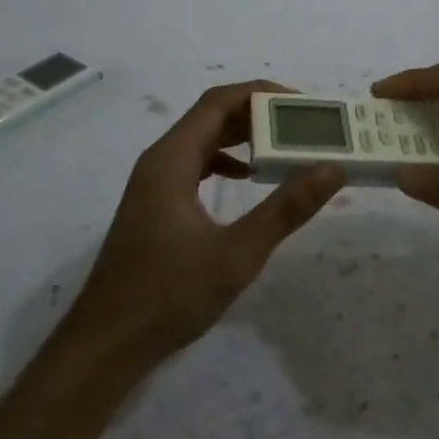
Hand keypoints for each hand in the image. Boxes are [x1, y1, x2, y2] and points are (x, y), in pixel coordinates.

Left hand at [72, 81, 344, 361]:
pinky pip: (194, 167)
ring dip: (241, 138)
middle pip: (210, 118)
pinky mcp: (155, 207)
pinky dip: (224, 163)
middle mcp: (159, 162)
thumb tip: (332, 169)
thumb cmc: (168, 295)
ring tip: (284, 146)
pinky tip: (248, 179)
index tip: (301, 103)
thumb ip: (286, 209)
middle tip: (302, 124)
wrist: (106, 345)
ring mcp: (153, 185)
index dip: (260, 93)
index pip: (218, 103)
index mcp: (171, 160)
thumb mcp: (236, 254)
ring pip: (201, 143)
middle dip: (256, 114)